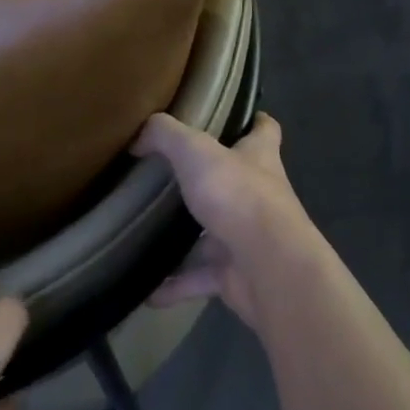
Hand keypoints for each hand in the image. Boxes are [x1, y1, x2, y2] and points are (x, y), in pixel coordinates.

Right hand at [135, 111, 322, 329]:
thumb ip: (165, 136)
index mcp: (259, 157)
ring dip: (187, 241)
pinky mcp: (237, 275)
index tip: (234, 117)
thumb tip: (139, 136)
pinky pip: (200, 279)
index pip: (265, 130)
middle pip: (235, 182)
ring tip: (148, 235)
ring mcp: (249, 238)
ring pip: (214, 236)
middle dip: (208, 181)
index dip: (254, 121)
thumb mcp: (195, 151)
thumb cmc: (238, 195)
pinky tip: (147, 292)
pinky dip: (176, 285)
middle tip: (168, 177)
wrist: (269, 268)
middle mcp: (259, 195)